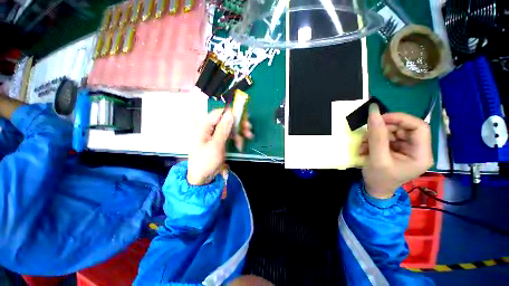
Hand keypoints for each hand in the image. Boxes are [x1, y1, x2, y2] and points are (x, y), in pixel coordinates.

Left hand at [187, 109, 253, 184]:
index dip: (231, 113)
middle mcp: (210, 128)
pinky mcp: (220, 140)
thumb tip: (230, 114)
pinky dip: (236, 139)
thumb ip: (223, 129)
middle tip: (249, 129)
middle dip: (238, 124)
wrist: (203, 177)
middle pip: (226, 120)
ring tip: (248, 137)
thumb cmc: (206, 161)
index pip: (218, 113)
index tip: (242, 118)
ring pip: (230, 128)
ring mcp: (215, 135)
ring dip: (239, 132)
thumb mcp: (216, 145)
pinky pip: (230, 135)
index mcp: (204, 127)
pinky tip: (240, 145)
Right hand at [359, 104, 432, 198]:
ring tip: (363, 145)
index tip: (380, 119)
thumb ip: (376, 136)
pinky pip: (386, 137)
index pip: (419, 127)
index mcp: (421, 154)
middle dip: (382, 130)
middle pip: (404, 128)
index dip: (400, 119)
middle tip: (366, 135)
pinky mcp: (397, 149)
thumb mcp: (377, 158)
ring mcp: (407, 148)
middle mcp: (418, 149)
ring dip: (374, 135)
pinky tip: (365, 147)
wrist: (374, 189)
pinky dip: (373, 139)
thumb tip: (374, 112)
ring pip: (392, 131)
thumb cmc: (379, 178)